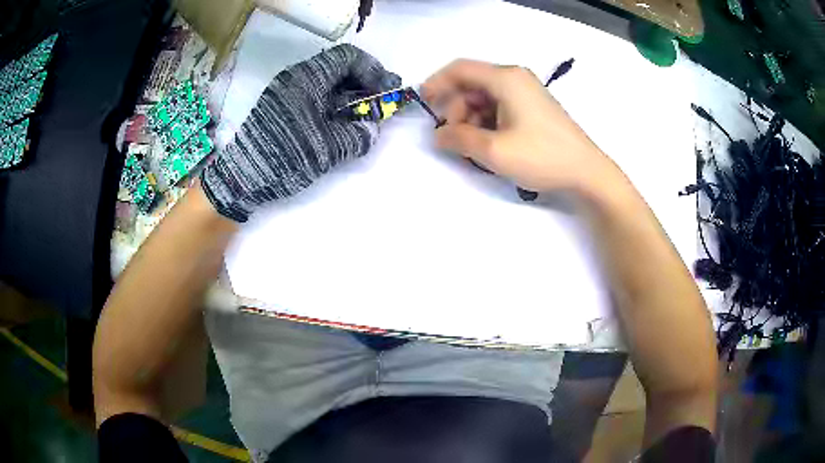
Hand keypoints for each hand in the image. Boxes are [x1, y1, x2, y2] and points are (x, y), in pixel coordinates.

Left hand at [202, 44, 399, 221]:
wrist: (242, 177)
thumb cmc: (284, 156)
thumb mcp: (326, 149)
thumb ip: (356, 136)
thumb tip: (372, 129)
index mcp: (308, 78)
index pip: (348, 57)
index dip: (373, 70)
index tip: (387, 89)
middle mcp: (297, 78)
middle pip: (339, 68)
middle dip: (364, 82)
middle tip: (381, 101)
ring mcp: (287, 92)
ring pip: (327, 82)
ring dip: (350, 94)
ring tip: (365, 114)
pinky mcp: (282, 107)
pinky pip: (315, 96)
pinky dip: (334, 104)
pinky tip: (342, 122)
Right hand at [421, 59, 612, 195]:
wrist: (586, 173)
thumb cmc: (541, 157)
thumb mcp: (494, 151)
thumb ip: (458, 139)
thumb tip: (437, 136)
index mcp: (505, 78)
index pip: (460, 69)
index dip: (437, 83)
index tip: (423, 103)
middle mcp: (515, 78)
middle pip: (472, 84)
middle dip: (456, 108)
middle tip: (453, 138)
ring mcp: (526, 92)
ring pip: (485, 97)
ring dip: (471, 118)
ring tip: (473, 146)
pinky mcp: (533, 107)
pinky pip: (499, 106)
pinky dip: (487, 122)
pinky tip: (489, 143)